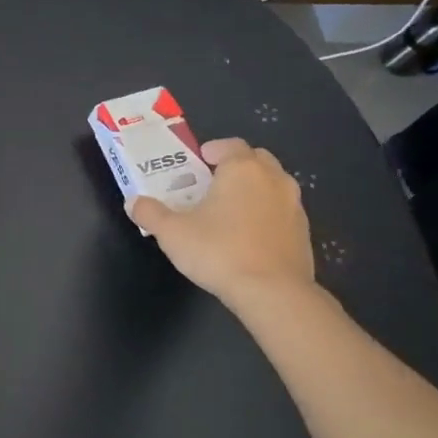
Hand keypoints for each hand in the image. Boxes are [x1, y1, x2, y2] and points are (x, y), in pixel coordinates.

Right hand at [129, 139, 315, 305]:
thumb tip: (133, 202)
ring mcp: (294, 205)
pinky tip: (249, 236)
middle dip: (236, 165)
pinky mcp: (304, 232)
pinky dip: (267, 214)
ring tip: (230, 210)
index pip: (230, 145)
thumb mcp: (171, 232)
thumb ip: (150, 213)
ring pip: (273, 184)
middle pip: (256, 159)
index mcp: (242, 169)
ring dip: (254, 189)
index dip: (212, 150)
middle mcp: (273, 179)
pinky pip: (282, 211)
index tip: (197, 162)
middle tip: (212, 183)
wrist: (273, 292)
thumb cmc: (218, 251)